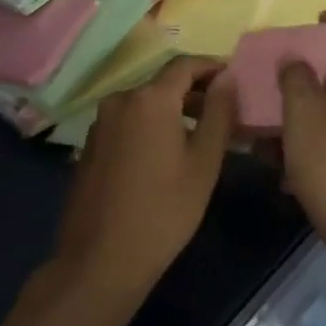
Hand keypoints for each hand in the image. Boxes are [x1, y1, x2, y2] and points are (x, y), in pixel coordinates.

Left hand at [52, 57, 236, 303]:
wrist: (99, 262)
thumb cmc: (163, 211)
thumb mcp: (204, 162)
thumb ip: (219, 113)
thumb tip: (227, 78)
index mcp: (150, 98)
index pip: (186, 64)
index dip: (212, 67)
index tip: (235, 80)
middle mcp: (121, 99)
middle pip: (164, 82)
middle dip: (196, 92)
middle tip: (224, 113)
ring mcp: (101, 122)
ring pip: (145, 103)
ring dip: (174, 110)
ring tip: (200, 136)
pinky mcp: (90, 145)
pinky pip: (128, 122)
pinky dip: (151, 126)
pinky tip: (166, 155)